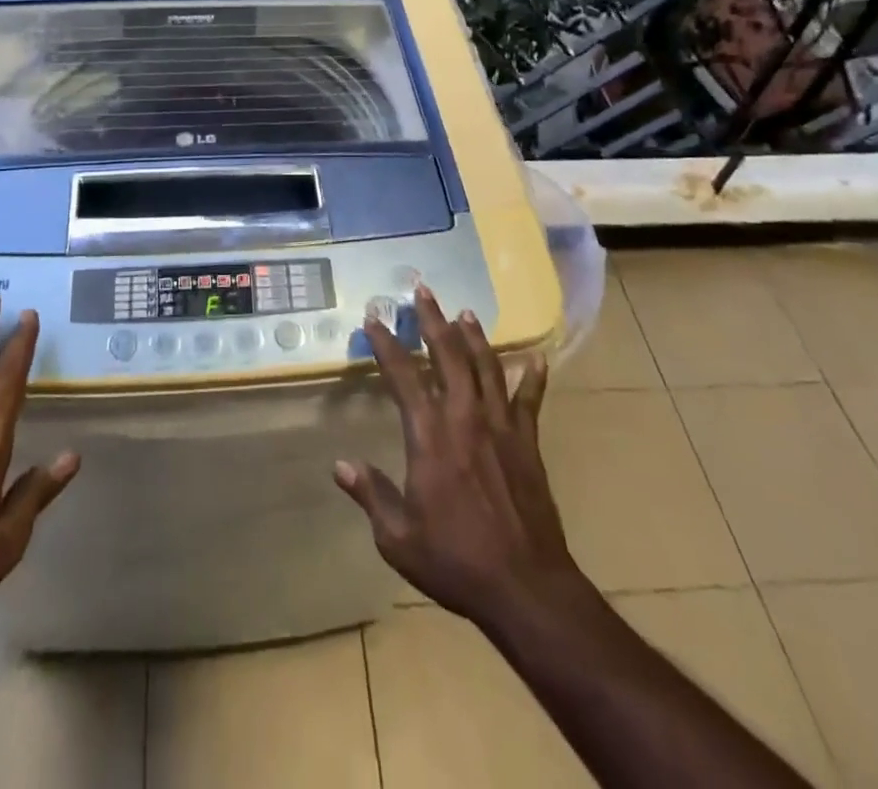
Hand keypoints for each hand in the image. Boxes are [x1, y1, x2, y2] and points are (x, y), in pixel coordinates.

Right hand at [334, 285, 588, 631]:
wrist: (525, 587)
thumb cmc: (455, 560)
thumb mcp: (398, 537)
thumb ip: (371, 494)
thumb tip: (340, 465)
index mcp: (429, 436)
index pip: (403, 376)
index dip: (386, 344)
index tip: (374, 318)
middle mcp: (464, 418)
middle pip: (448, 356)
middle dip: (433, 320)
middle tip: (423, 290)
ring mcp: (501, 427)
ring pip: (486, 367)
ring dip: (474, 337)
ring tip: (465, 312)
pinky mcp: (528, 443)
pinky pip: (531, 401)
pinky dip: (533, 378)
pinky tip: (537, 359)